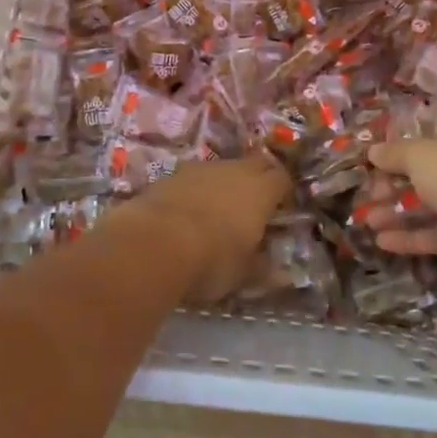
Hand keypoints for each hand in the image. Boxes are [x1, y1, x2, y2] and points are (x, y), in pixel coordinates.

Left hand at [133, 155, 289, 302]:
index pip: (282, 179)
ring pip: (222, 169)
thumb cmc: (211, 260)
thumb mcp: (242, 273)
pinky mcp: (171, 174)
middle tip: (254, 205)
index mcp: (261, 190)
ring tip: (218, 210)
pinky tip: (187, 212)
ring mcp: (201, 168)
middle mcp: (235, 170)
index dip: (283, 192)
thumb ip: (262, 266)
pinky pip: (193, 178)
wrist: (153, 243)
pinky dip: (196, 190)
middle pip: (255, 164)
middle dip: (258, 179)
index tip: (280, 210)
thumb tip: (278, 271)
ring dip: (225, 184)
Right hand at [365, 101, 436, 267]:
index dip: (408, 127)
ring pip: (432, 201)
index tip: (381, 140)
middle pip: (429, 165)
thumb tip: (374, 152)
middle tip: (368, 190)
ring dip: (399, 210)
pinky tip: (382, 242)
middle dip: (395, 179)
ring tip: (366, 219)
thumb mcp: (420, 155)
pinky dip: (413, 236)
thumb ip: (395, 154)